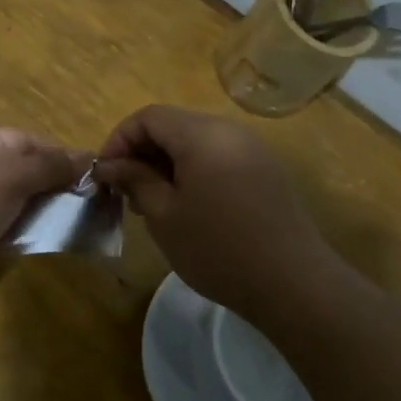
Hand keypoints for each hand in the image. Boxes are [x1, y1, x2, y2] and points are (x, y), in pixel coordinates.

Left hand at [0, 126, 87, 307]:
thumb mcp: (10, 174)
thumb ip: (50, 167)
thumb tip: (88, 157)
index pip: (28, 140)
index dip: (61, 154)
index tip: (95, 172)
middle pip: (23, 173)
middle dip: (56, 186)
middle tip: (95, 201)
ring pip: (17, 205)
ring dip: (44, 213)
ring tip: (84, 222)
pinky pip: (6, 232)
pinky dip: (27, 235)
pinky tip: (53, 240)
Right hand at [92, 105, 333, 325]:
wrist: (294, 284)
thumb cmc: (218, 249)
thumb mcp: (164, 215)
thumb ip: (134, 179)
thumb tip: (109, 164)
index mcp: (202, 134)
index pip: (148, 116)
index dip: (120, 139)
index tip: (106, 174)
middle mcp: (229, 130)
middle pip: (173, 124)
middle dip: (143, 151)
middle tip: (127, 192)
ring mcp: (252, 148)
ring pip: (196, 140)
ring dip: (167, 162)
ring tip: (154, 202)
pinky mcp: (266, 170)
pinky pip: (219, 155)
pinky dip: (194, 170)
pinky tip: (189, 206)